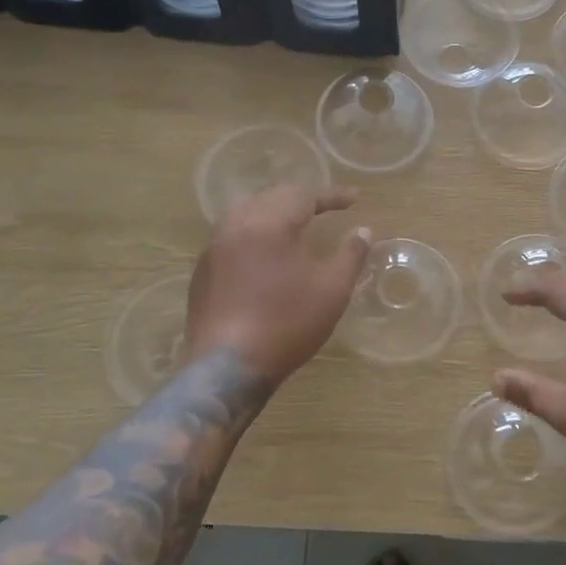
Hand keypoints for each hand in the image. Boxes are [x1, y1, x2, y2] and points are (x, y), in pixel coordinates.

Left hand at [184, 184, 370, 383]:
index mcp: (269, 224)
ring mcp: (213, 249)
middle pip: (270, 197)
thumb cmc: (287, 324)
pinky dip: (253, 233)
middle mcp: (236, 226)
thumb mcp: (332, 290)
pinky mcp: (202, 272)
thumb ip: (350, 254)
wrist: (228, 368)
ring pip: (245, 213)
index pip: (303, 195)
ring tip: (293, 224)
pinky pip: (231, 236)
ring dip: (273, 212)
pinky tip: (264, 254)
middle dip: (300, 199)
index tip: (354, 200)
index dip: (331, 195)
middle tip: (325, 207)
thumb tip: (363, 230)